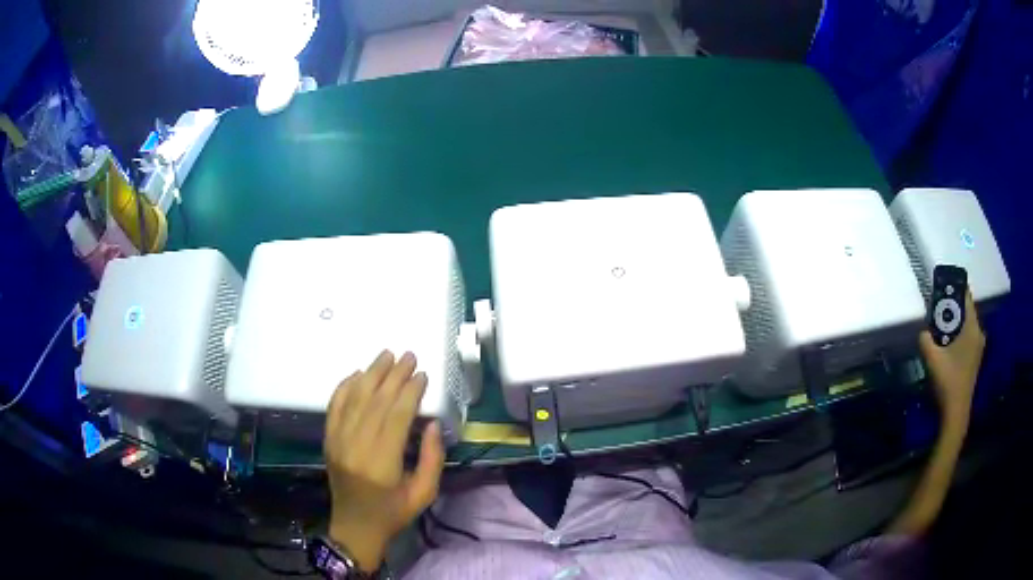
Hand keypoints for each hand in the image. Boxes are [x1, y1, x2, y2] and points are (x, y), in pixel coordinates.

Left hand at [323, 351, 444, 571]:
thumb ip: (432, 458)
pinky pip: (334, 406)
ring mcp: (337, 441)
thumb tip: (433, 424)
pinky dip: (345, 386)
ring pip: (354, 399)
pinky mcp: (328, 440)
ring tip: (387, 355)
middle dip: (394, 376)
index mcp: (381, 463)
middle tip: (409, 356)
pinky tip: (358, 373)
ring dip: (371, 374)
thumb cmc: (393, 513)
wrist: (355, 526)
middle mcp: (355, 447)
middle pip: (375, 402)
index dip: (409, 392)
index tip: (422, 375)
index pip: (395, 417)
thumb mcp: (424, 493)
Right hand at [919, 290, 984, 428]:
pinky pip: (967, 336)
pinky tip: (947, 343)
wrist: (956, 413)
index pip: (965, 296)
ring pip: (966, 325)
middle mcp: (978, 332)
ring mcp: (978, 347)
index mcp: (972, 327)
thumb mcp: (932, 358)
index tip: (942, 283)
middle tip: (936, 308)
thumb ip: (925, 338)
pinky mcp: (975, 358)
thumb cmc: (948, 381)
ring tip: (940, 326)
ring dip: (954, 323)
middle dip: (952, 307)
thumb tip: (923, 329)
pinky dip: (957, 334)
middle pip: (965, 310)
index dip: (954, 287)